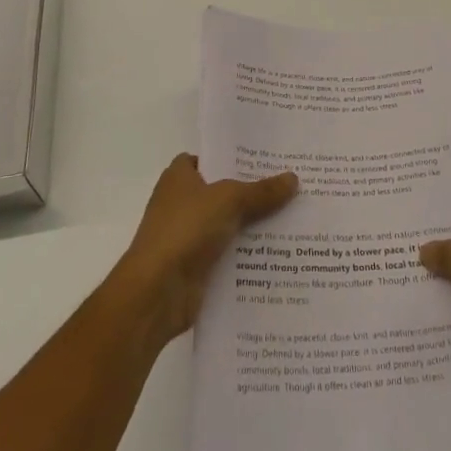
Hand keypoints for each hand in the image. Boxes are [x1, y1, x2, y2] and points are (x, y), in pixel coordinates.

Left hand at [113, 152, 297, 350]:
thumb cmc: (185, 230)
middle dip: (253, 191)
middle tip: (291, 186)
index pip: (210, 158)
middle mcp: (182, 203)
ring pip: (229, 224)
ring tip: (294, 218)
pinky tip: (280, 253)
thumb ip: (261, 190)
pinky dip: (248, 255)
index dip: (234, 157)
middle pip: (224, 192)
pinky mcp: (197, 267)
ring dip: (255, 226)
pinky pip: (229, 254)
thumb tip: (293, 178)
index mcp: (179, 177)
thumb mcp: (229, 200)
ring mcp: (188, 237)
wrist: (156, 292)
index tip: (267, 159)